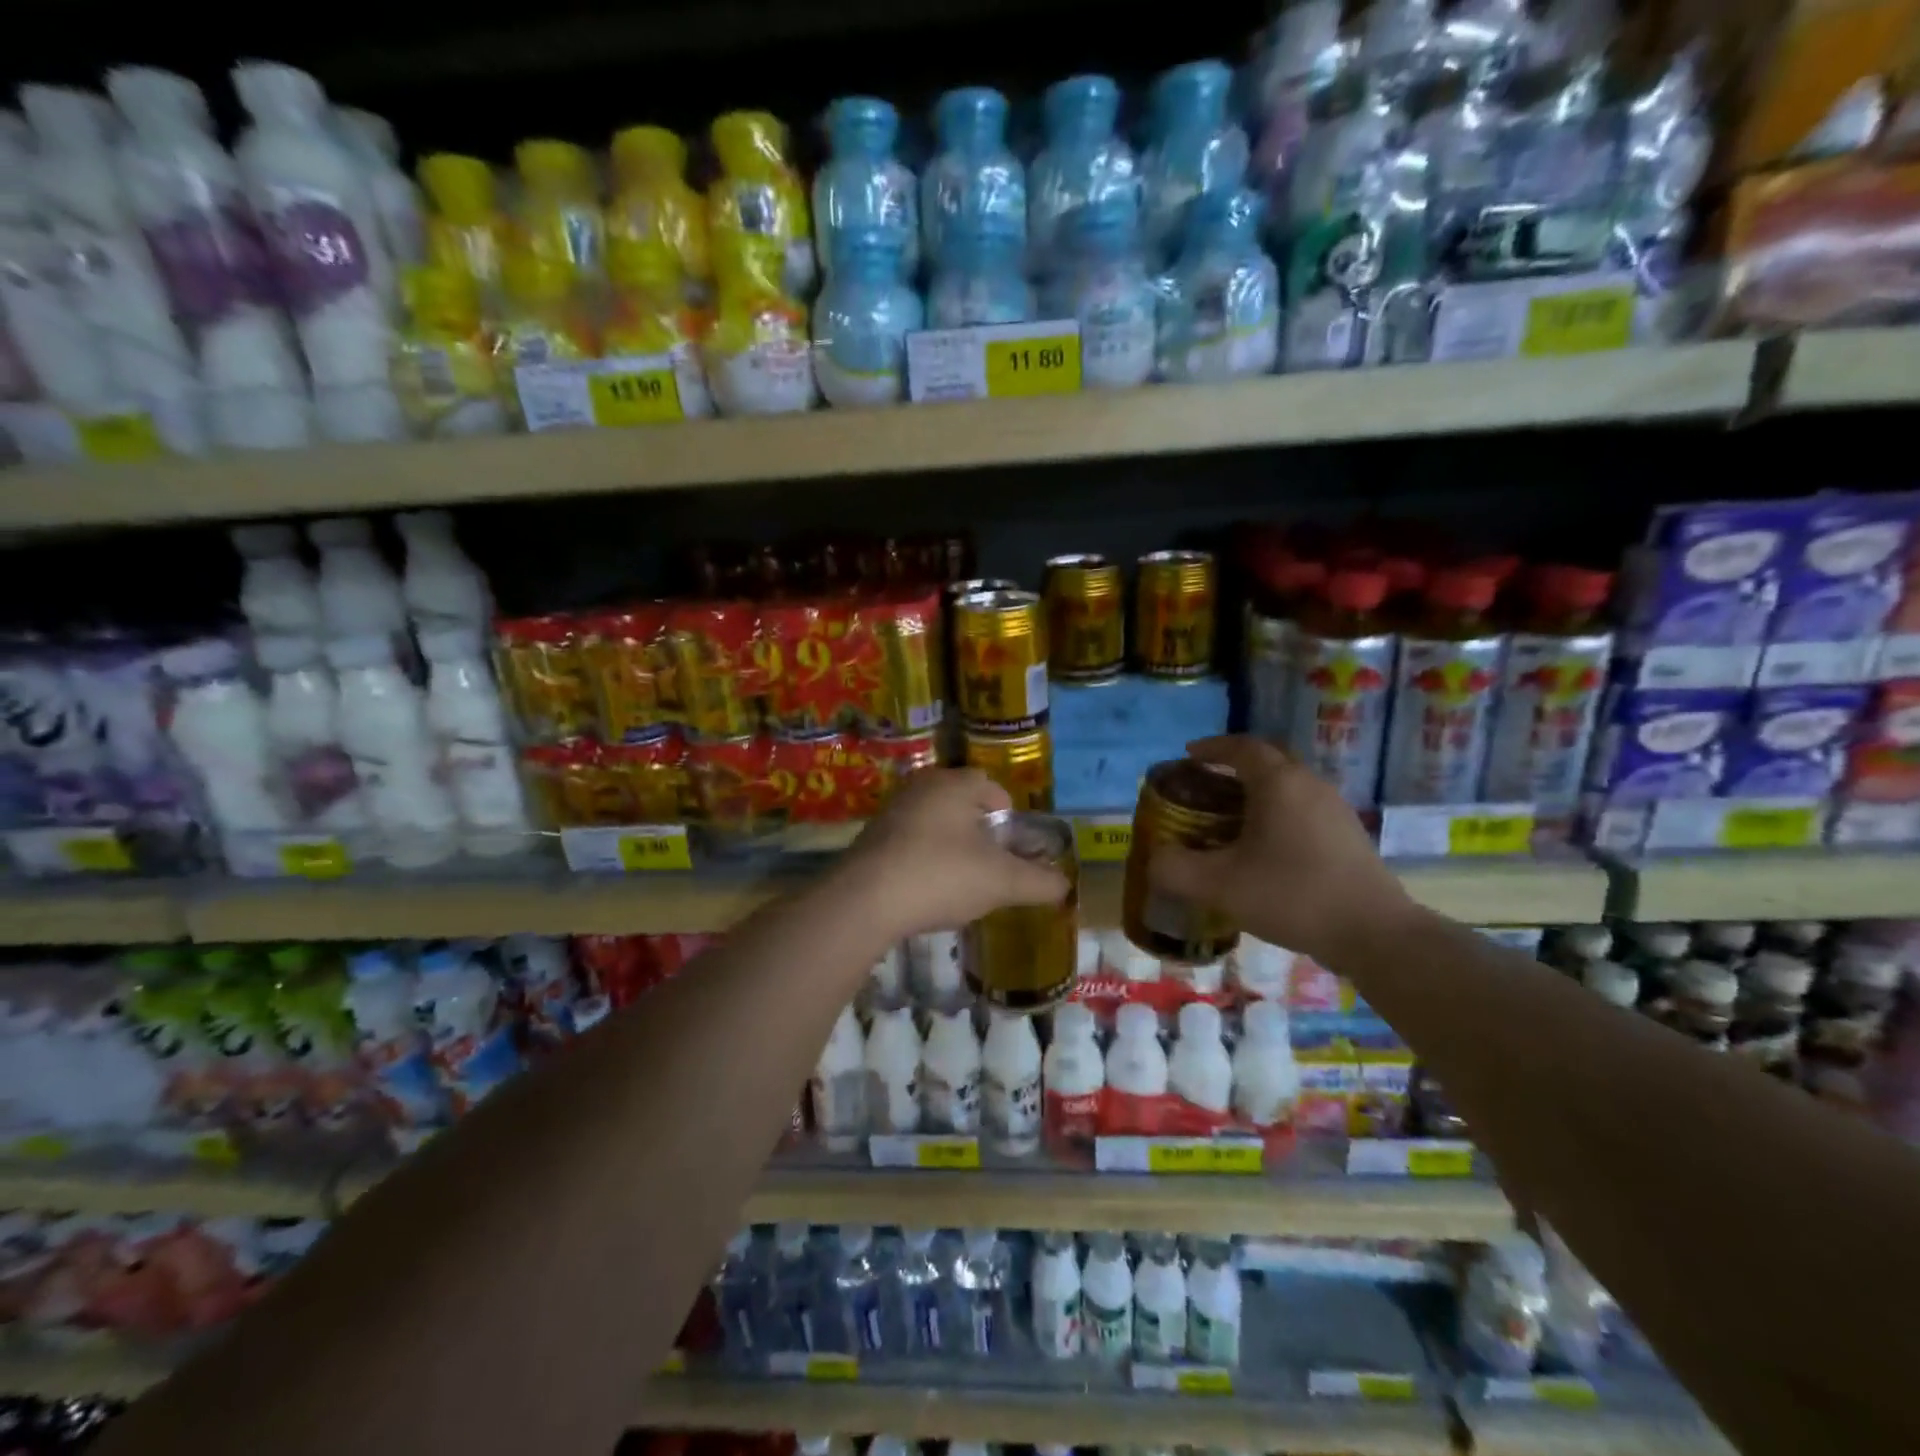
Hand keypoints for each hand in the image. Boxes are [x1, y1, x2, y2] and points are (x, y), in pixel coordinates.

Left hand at [835, 769, 1069, 940]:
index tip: (1012, 849)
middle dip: (980, 832)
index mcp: (953, 784)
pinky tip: (927, 889)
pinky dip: (925, 858)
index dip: (1009, 816)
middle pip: (962, 803)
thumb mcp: (1001, 882)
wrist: (865, 901)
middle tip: (990, 865)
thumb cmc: (941, 876)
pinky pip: (910, 841)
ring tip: (961, 881)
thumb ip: (1038, 882)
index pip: (991, 787)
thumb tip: (1064, 886)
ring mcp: (892, 811)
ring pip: (935, 822)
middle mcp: (921, 787)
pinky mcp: (871, 838)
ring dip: (952, 845)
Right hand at [1148, 736, 1412, 962]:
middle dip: (1234, 765)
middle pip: (1268, 760)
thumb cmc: (1291, 895)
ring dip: (1258, 791)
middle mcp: (1309, 784)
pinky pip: (1304, 807)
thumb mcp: (1219, 886)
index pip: (1241, 747)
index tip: (1188, 757)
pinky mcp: (1349, 834)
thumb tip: (1154, 860)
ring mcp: (1334, 808)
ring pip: (1289, 784)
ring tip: (1231, 817)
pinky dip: (1278, 812)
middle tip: (1207, 785)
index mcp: (1278, 783)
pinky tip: (1266, 847)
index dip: (1211, 748)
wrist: (1373, 933)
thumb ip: (1175, 870)